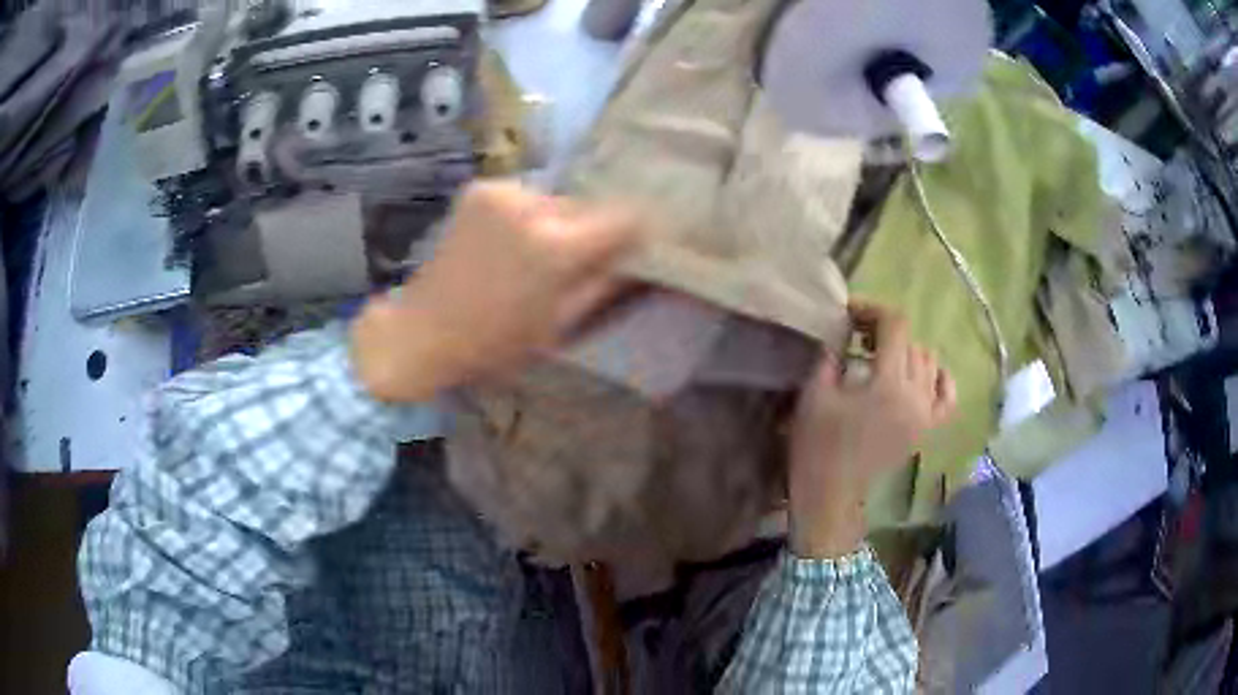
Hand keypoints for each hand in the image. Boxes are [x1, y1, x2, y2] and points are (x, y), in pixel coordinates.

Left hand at [351, 181, 642, 402]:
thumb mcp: (560, 325)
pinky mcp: (480, 188)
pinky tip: (507, 243)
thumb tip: (639, 257)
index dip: (635, 231)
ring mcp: (502, 192)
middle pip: (587, 206)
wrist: (424, 331)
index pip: (625, 217)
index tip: (632, 246)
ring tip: (532, 256)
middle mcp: (532, 206)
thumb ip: (605, 284)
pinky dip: (526, 216)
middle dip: (588, 231)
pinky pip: (525, 197)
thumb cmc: (495, 343)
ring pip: (555, 200)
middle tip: (574, 262)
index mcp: (555, 247)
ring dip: (556, 223)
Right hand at [787, 303, 956, 558]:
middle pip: (912, 343)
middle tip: (859, 337)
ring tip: (883, 358)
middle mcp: (917, 395)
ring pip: (929, 363)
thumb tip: (842, 333)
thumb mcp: (815, 394)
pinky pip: (948, 396)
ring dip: (906, 352)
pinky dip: (941, 379)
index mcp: (889, 384)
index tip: (850, 313)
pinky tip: (926, 374)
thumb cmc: (818, 446)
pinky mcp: (927, 429)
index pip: (895, 326)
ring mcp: (926, 414)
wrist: (831, 494)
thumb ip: (832, 355)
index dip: (873, 310)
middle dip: (886, 332)